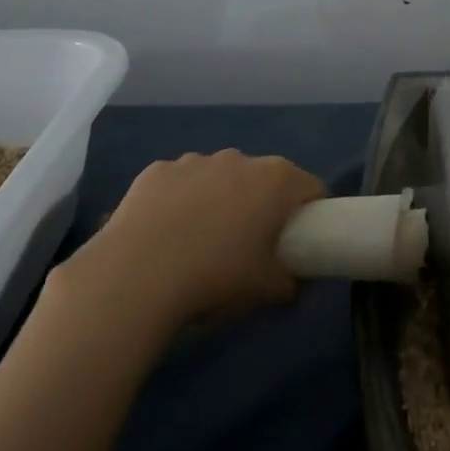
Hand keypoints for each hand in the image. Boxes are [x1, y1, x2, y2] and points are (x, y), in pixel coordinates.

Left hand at [86, 150, 325, 324]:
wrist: (137, 275)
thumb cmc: (217, 277)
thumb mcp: (268, 291)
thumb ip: (292, 284)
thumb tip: (294, 284)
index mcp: (276, 180)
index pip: (311, 187)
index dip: (311, 212)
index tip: (301, 239)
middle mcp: (239, 159)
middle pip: (263, 179)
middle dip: (261, 204)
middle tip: (251, 244)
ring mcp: (195, 160)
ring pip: (219, 177)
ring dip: (219, 199)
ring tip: (201, 241)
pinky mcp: (157, 170)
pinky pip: (179, 183)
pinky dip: (179, 201)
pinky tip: (165, 235)